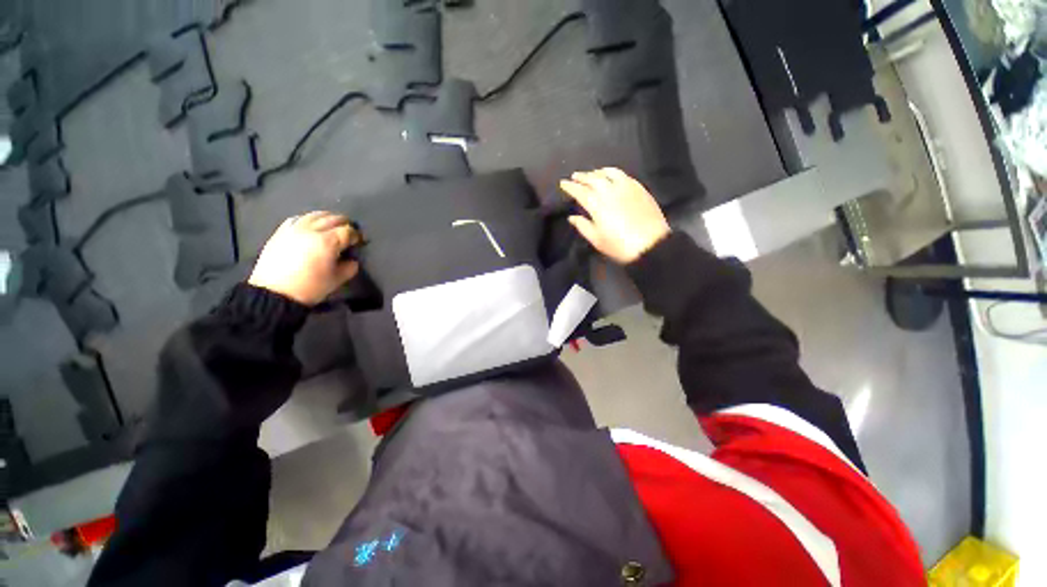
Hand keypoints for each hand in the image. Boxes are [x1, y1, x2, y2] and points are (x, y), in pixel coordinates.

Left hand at [248, 211, 360, 305]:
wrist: (274, 293)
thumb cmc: (310, 287)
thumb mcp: (338, 279)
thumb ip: (350, 266)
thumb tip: (352, 259)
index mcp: (328, 242)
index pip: (348, 231)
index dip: (356, 236)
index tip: (358, 242)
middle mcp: (311, 230)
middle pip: (333, 218)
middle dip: (345, 224)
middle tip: (349, 233)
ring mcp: (295, 229)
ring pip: (315, 215)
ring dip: (328, 218)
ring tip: (333, 226)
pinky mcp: (282, 231)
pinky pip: (299, 218)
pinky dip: (309, 219)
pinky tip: (312, 226)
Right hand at [559, 168, 670, 263]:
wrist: (651, 244)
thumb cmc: (619, 245)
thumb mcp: (597, 240)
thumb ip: (583, 226)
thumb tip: (572, 217)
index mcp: (597, 204)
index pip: (580, 191)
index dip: (570, 186)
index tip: (563, 183)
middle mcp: (610, 191)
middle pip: (593, 178)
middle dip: (582, 176)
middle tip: (575, 176)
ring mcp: (626, 187)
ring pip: (609, 172)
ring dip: (598, 171)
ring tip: (593, 173)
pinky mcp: (639, 188)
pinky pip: (624, 175)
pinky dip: (613, 173)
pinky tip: (612, 177)